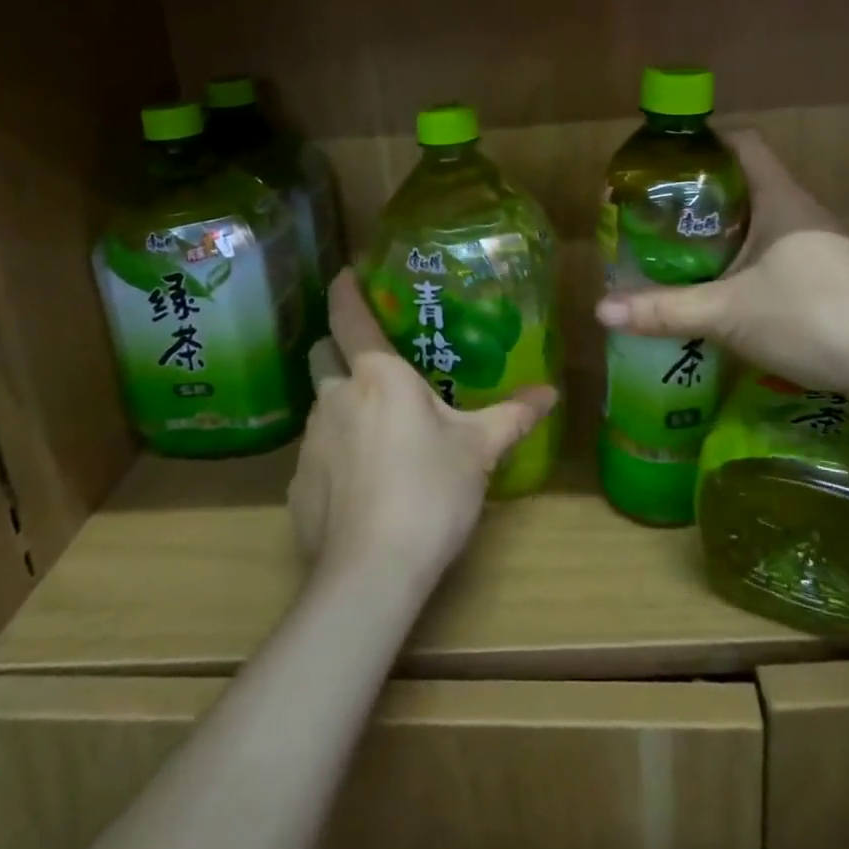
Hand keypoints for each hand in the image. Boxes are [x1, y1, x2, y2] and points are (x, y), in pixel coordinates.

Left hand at [289, 273, 555, 590]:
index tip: (346, 274)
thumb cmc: (430, 492)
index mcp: (377, 377)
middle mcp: (334, 399)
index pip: (349, 317)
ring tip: (377, 428)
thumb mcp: (479, 450)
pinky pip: (316, 453)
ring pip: (320, 405)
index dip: (345, 291)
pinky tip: (362, 483)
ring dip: (341, 404)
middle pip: (322, 355)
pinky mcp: (297, 486)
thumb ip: (512, 416)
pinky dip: (336, 454)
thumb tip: (551, 392)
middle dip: (339, 349)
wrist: (371, 573)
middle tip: (371, 361)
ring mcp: (310, 443)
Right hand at [594, 131, 848, 395]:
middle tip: (661, 212)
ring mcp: (823, 246)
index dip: (706, 139)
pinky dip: (747, 259)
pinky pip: (779, 252)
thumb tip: (600, 309)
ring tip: (685, 250)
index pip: (743, 142)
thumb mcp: (727, 313)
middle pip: (749, 182)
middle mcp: (804, 213)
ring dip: (726, 230)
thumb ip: (665, 310)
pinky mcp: (832, 278)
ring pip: (764, 221)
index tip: (667, 156)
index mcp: (781, 199)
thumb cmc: (810, 316)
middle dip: (703, 192)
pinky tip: (729, 290)